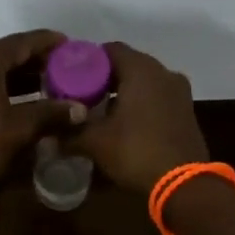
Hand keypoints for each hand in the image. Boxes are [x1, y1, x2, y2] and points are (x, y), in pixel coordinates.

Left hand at [0, 30, 81, 208]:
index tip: (70, 45)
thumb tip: (81, 109)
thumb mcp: (20, 130)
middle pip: (5, 54)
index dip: (47, 42)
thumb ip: (52, 114)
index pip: (21, 42)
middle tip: (63, 69)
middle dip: (35, 61)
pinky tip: (19, 102)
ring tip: (47, 86)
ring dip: (18, 77)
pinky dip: (1, 88)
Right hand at [71, 42, 208, 195]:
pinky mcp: (186, 110)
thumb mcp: (96, 142)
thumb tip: (47, 137)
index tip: (70, 76)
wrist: (184, 185)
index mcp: (141, 69)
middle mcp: (163, 72)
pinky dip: (141, 102)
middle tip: (82, 94)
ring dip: (124, 90)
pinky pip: (158, 96)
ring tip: (101, 109)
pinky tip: (125, 122)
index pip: (110, 49)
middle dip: (105, 77)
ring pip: (144, 81)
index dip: (88, 60)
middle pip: (128, 63)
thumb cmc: (137, 152)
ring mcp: (179, 91)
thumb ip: (70, 133)